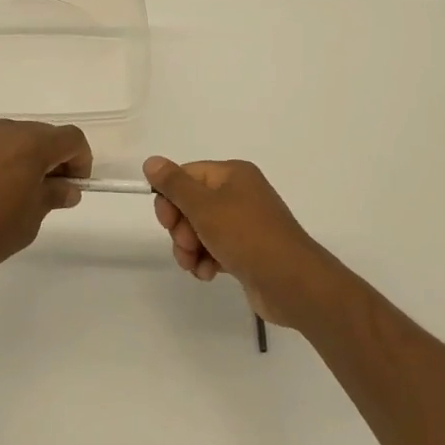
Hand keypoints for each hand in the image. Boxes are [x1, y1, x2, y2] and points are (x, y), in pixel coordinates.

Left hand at [0, 120, 91, 283]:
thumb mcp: (31, 219)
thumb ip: (53, 196)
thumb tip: (67, 188)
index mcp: (31, 143)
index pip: (71, 138)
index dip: (81, 160)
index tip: (75, 187)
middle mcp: (6, 130)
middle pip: (43, 135)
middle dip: (54, 159)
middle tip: (50, 192)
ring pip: (15, 139)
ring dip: (26, 158)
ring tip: (18, 195)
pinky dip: (1, 161)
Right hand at [144, 156, 336, 326]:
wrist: (293, 284)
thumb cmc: (247, 237)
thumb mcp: (205, 207)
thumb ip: (175, 184)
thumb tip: (151, 161)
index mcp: (232, 174)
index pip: (187, 176)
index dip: (170, 198)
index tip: (166, 222)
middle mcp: (239, 193)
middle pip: (191, 204)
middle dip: (181, 228)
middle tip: (186, 246)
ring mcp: (245, 223)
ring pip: (200, 229)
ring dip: (191, 249)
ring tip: (195, 266)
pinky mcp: (247, 250)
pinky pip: (215, 248)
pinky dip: (207, 260)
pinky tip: (208, 274)